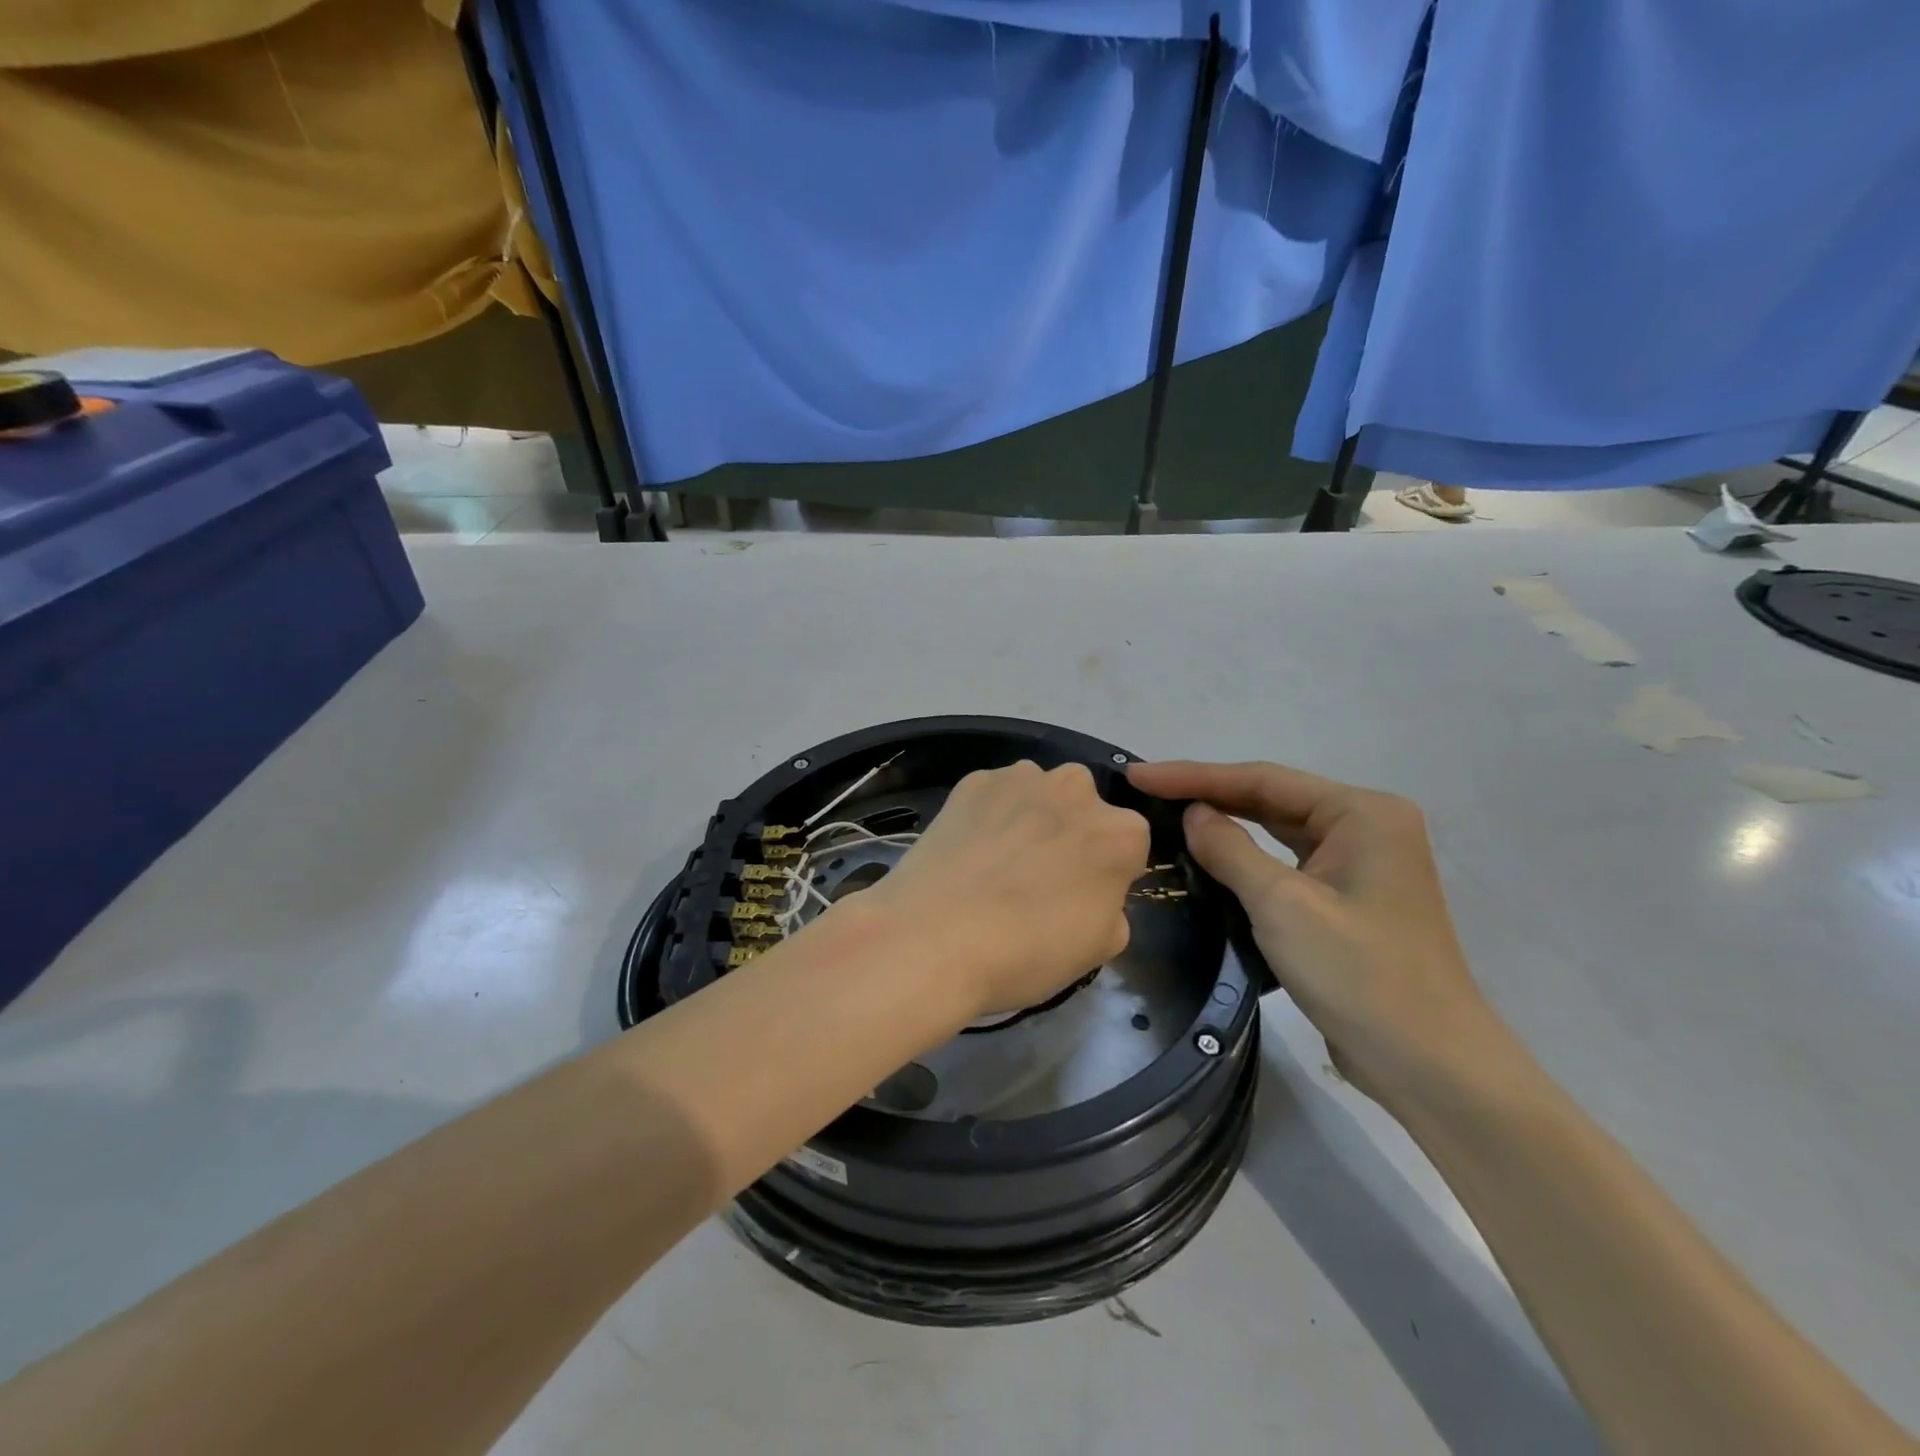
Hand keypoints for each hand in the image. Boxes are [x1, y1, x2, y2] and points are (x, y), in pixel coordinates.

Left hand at [863, 761, 1148, 1021]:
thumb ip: (1111, 908)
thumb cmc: (1028, 950)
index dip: (1104, 874)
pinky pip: (993, 797)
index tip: (1078, 899)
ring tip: (994, 867)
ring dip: (1028, 819)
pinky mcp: (972, 781)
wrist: (934, 937)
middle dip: (1068, 835)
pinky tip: (966, 854)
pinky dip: (987, 817)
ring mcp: (1021, 778)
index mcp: (1121, 832)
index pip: (1127, 847)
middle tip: (1036, 880)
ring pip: (1037, 796)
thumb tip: (1092, 893)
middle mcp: (1077, 789)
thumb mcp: (1097, 949)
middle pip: (1083, 810)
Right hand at [1129, 760, 1514, 1109]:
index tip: (1139, 775)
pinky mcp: (1349, 900)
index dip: (1195, 775)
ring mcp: (1361, 865)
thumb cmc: (1359, 975)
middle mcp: (1366, 827)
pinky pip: (1287, 865)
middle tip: (1145, 792)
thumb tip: (1193, 814)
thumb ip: (1231, 850)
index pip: (1263, 780)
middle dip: (1208, 796)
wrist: (1430, 1067)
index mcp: (1362, 813)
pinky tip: (1210, 860)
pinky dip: (1247, 861)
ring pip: (1278, 832)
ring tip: (1168, 816)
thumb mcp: (1282, 906)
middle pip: (1271, 800)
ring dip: (1226, 826)